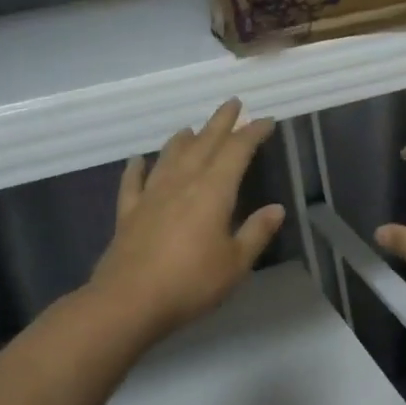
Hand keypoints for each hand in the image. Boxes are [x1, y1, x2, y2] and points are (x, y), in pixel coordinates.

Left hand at [88, 99, 285, 339]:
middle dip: (220, 122)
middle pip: (204, 143)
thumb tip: (276, 208)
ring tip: (192, 128)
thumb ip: (256, 232)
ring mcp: (151, 196)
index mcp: (213, 191)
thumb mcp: (235, 263)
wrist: (129, 301)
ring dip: (183, 139)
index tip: (265, 121)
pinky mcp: (129, 213)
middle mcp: (182, 183)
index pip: (237, 151)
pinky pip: (133, 182)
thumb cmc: (191, 283)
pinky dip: (136, 168)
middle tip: (232, 103)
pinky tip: (138, 159)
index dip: (252, 133)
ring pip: (169, 156)